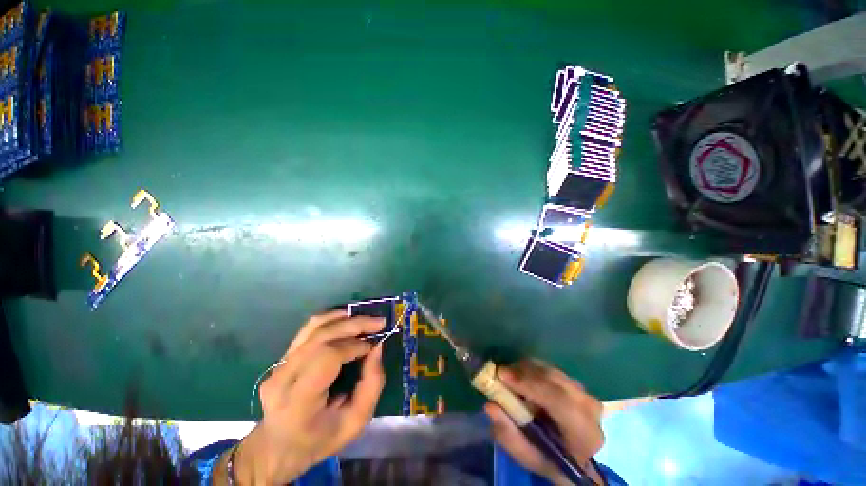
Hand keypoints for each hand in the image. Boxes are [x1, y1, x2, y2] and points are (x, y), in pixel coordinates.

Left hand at [228, 310, 385, 484]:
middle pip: (321, 337)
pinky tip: (347, 318)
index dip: (353, 346)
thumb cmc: (320, 439)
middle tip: (379, 322)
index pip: (326, 358)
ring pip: (313, 327)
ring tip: (365, 318)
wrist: (278, 446)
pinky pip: (307, 329)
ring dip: (344, 318)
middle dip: (354, 325)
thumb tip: (377, 347)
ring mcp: (278, 365)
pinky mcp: (281, 357)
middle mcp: (283, 378)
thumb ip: (371, 384)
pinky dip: (330, 318)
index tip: (373, 346)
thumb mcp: (355, 422)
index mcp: (298, 402)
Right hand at [484, 360, 604, 485]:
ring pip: (550, 370)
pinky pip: (550, 369)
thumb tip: (489, 406)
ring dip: (526, 370)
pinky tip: (522, 379)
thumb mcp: (528, 458)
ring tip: (510, 379)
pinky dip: (532, 370)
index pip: (558, 401)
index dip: (529, 384)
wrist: (577, 458)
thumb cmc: (552, 461)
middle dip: (523, 373)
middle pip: (552, 378)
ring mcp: (585, 391)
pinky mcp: (576, 382)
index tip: (501, 375)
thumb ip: (508, 436)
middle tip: (500, 375)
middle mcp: (589, 407)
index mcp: (584, 433)